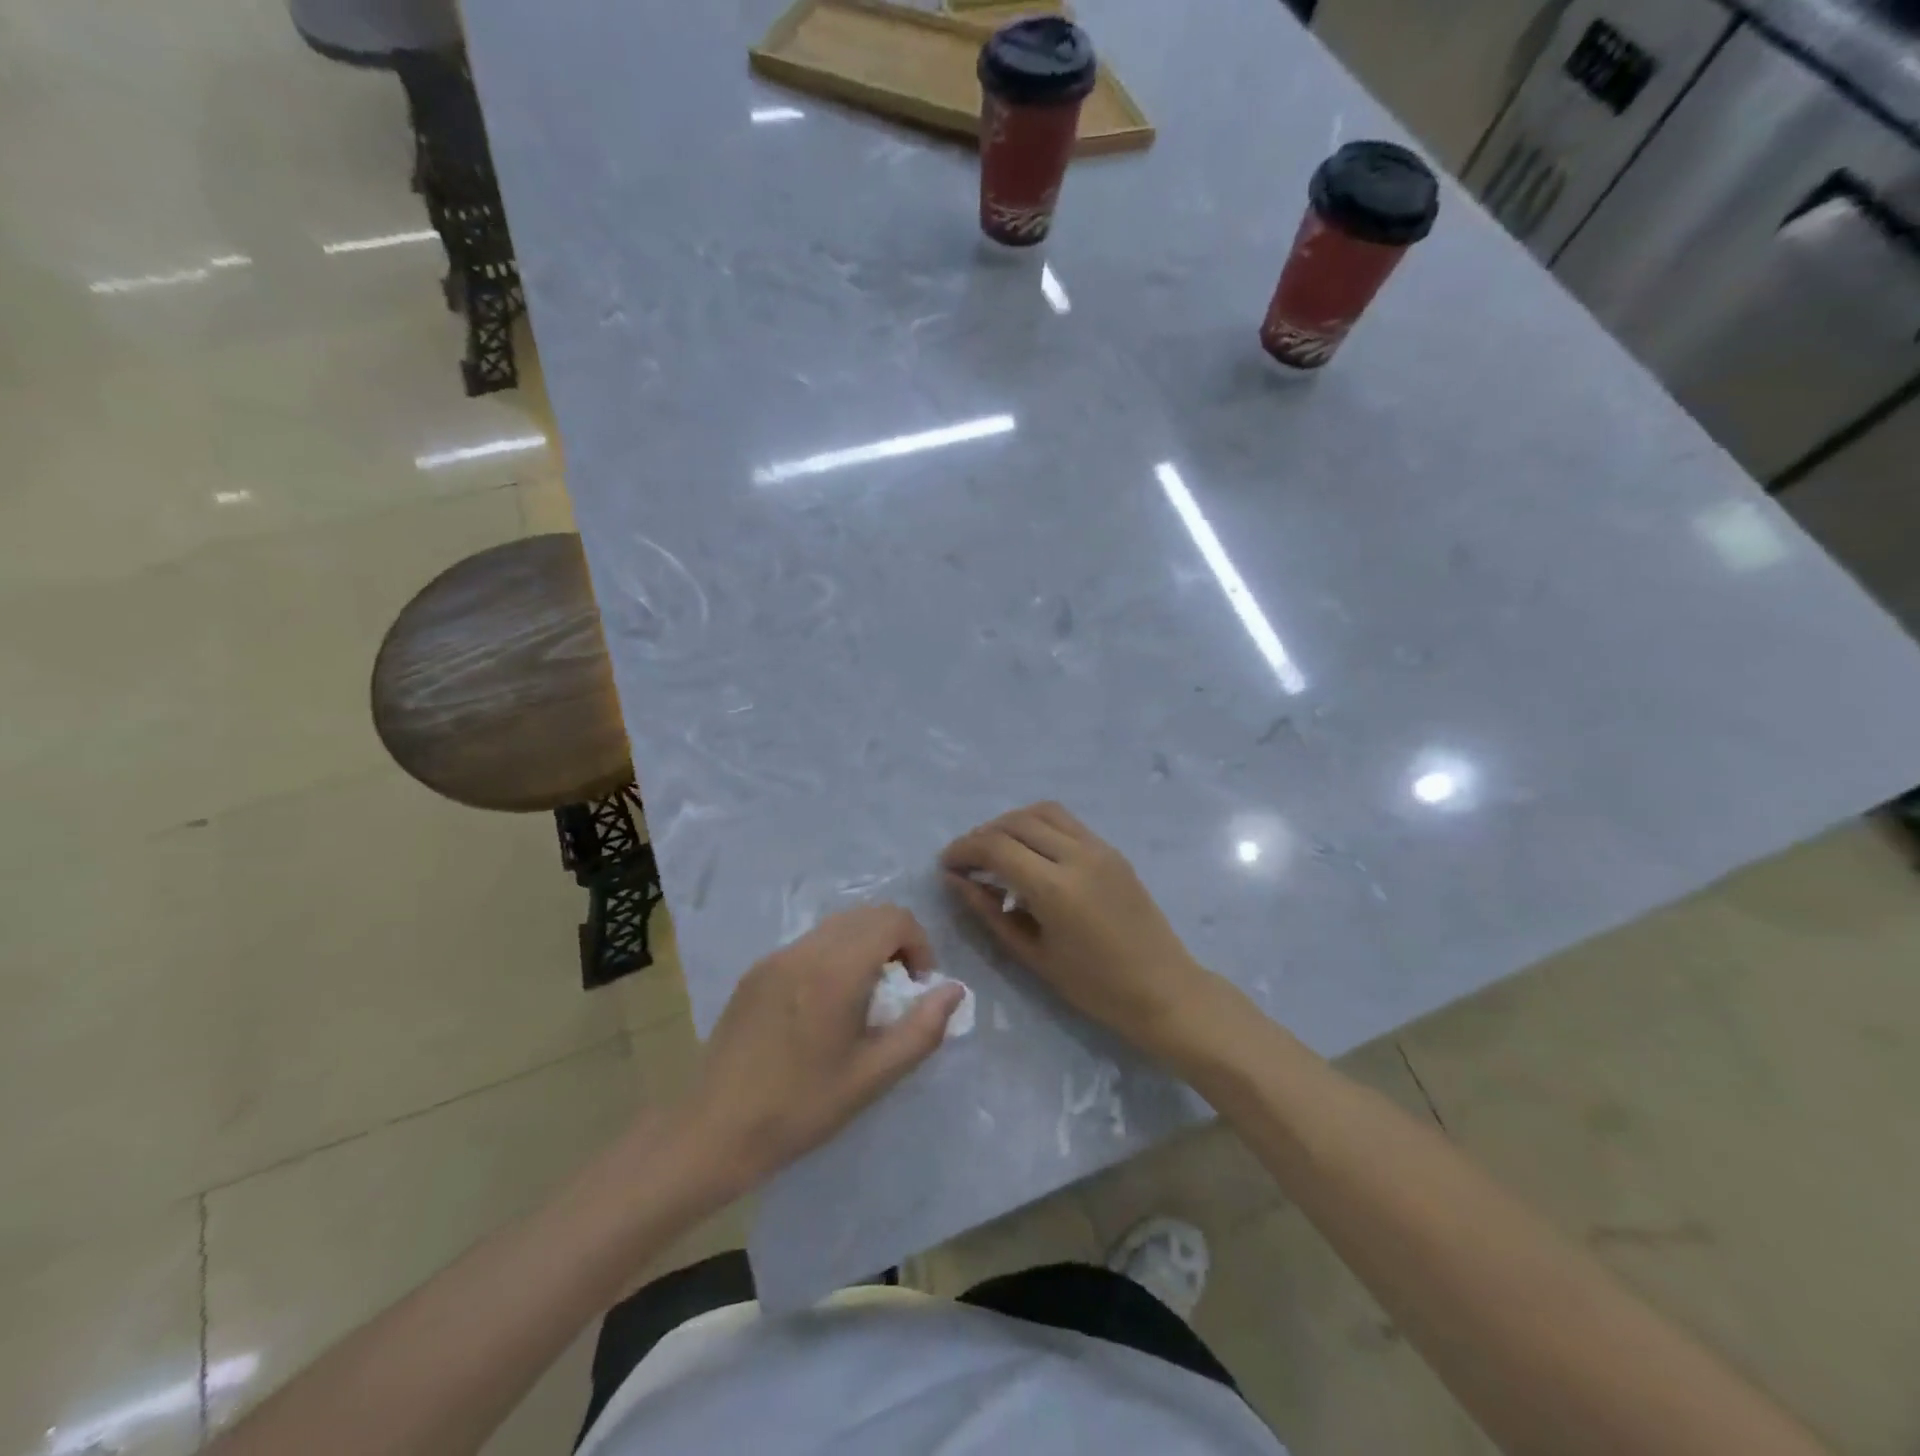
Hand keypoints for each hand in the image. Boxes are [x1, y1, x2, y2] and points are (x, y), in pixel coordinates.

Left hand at [685, 906, 964, 1189]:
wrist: (713, 1130)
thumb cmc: (800, 1108)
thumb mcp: (872, 1077)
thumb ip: (922, 1029)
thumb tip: (954, 990)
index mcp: (836, 970)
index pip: (893, 919)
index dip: (919, 944)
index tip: (918, 986)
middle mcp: (806, 950)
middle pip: (867, 915)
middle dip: (895, 941)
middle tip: (898, 990)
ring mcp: (776, 957)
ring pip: (837, 925)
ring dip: (864, 946)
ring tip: (864, 997)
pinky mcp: (756, 971)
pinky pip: (809, 944)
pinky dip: (834, 955)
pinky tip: (825, 1005)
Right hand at [941, 802, 1232, 1065]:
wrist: (1164, 990)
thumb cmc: (1095, 987)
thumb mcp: (1033, 955)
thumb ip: (990, 913)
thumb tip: (957, 882)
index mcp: (1055, 888)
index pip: (996, 847)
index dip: (964, 850)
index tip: (946, 865)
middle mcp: (1077, 855)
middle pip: (1016, 822)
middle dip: (982, 834)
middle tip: (966, 859)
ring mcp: (1099, 847)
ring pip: (1043, 812)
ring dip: (1011, 823)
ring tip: (995, 850)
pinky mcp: (1111, 850)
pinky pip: (1066, 822)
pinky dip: (1038, 825)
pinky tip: (1029, 853)